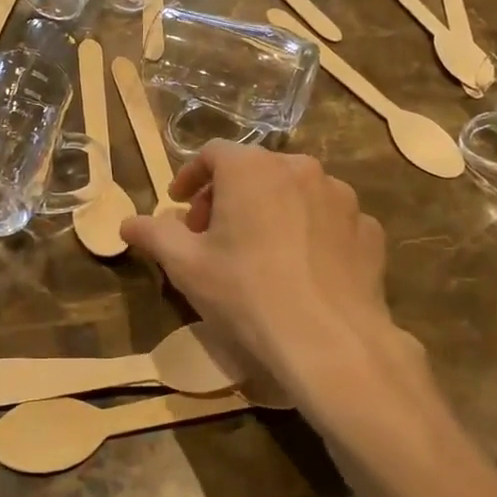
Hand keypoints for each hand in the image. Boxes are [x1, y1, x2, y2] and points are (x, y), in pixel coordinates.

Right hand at [120, 142, 413, 399]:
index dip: (190, 177)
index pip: (213, 153)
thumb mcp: (186, 266)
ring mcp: (342, 198)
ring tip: (259, 250)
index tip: (179, 205)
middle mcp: (301, 169)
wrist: (329, 342)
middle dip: (228, 195)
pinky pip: (329, 220)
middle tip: (212, 234)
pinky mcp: (369, 230)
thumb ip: (153, 234)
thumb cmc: (245, 294)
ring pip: (295, 192)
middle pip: (255, 170)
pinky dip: (310, 232)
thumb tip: (127, 222)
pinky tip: (302, 268)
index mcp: (252, 169)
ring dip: (271, 210)